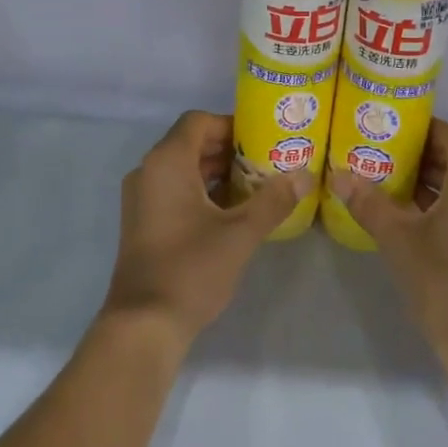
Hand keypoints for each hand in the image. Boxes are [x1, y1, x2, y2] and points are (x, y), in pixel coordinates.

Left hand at [104, 111, 311, 350]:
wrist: (143, 325)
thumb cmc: (191, 269)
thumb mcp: (240, 233)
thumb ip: (273, 200)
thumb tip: (306, 175)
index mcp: (167, 163)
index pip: (199, 121)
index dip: (232, 124)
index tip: (263, 139)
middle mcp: (148, 171)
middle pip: (191, 143)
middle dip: (229, 149)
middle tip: (267, 161)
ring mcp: (141, 198)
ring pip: (183, 168)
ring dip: (217, 171)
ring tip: (256, 185)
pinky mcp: (142, 221)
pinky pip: (174, 189)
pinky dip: (201, 190)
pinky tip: (232, 211)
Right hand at [328, 120, 447, 366]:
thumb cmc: (443, 280)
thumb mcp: (398, 238)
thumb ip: (368, 201)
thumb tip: (338, 175)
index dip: (420, 130)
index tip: (389, 133)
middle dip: (426, 154)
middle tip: (386, 157)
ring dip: (440, 179)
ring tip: (397, 184)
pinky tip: (421, 216)